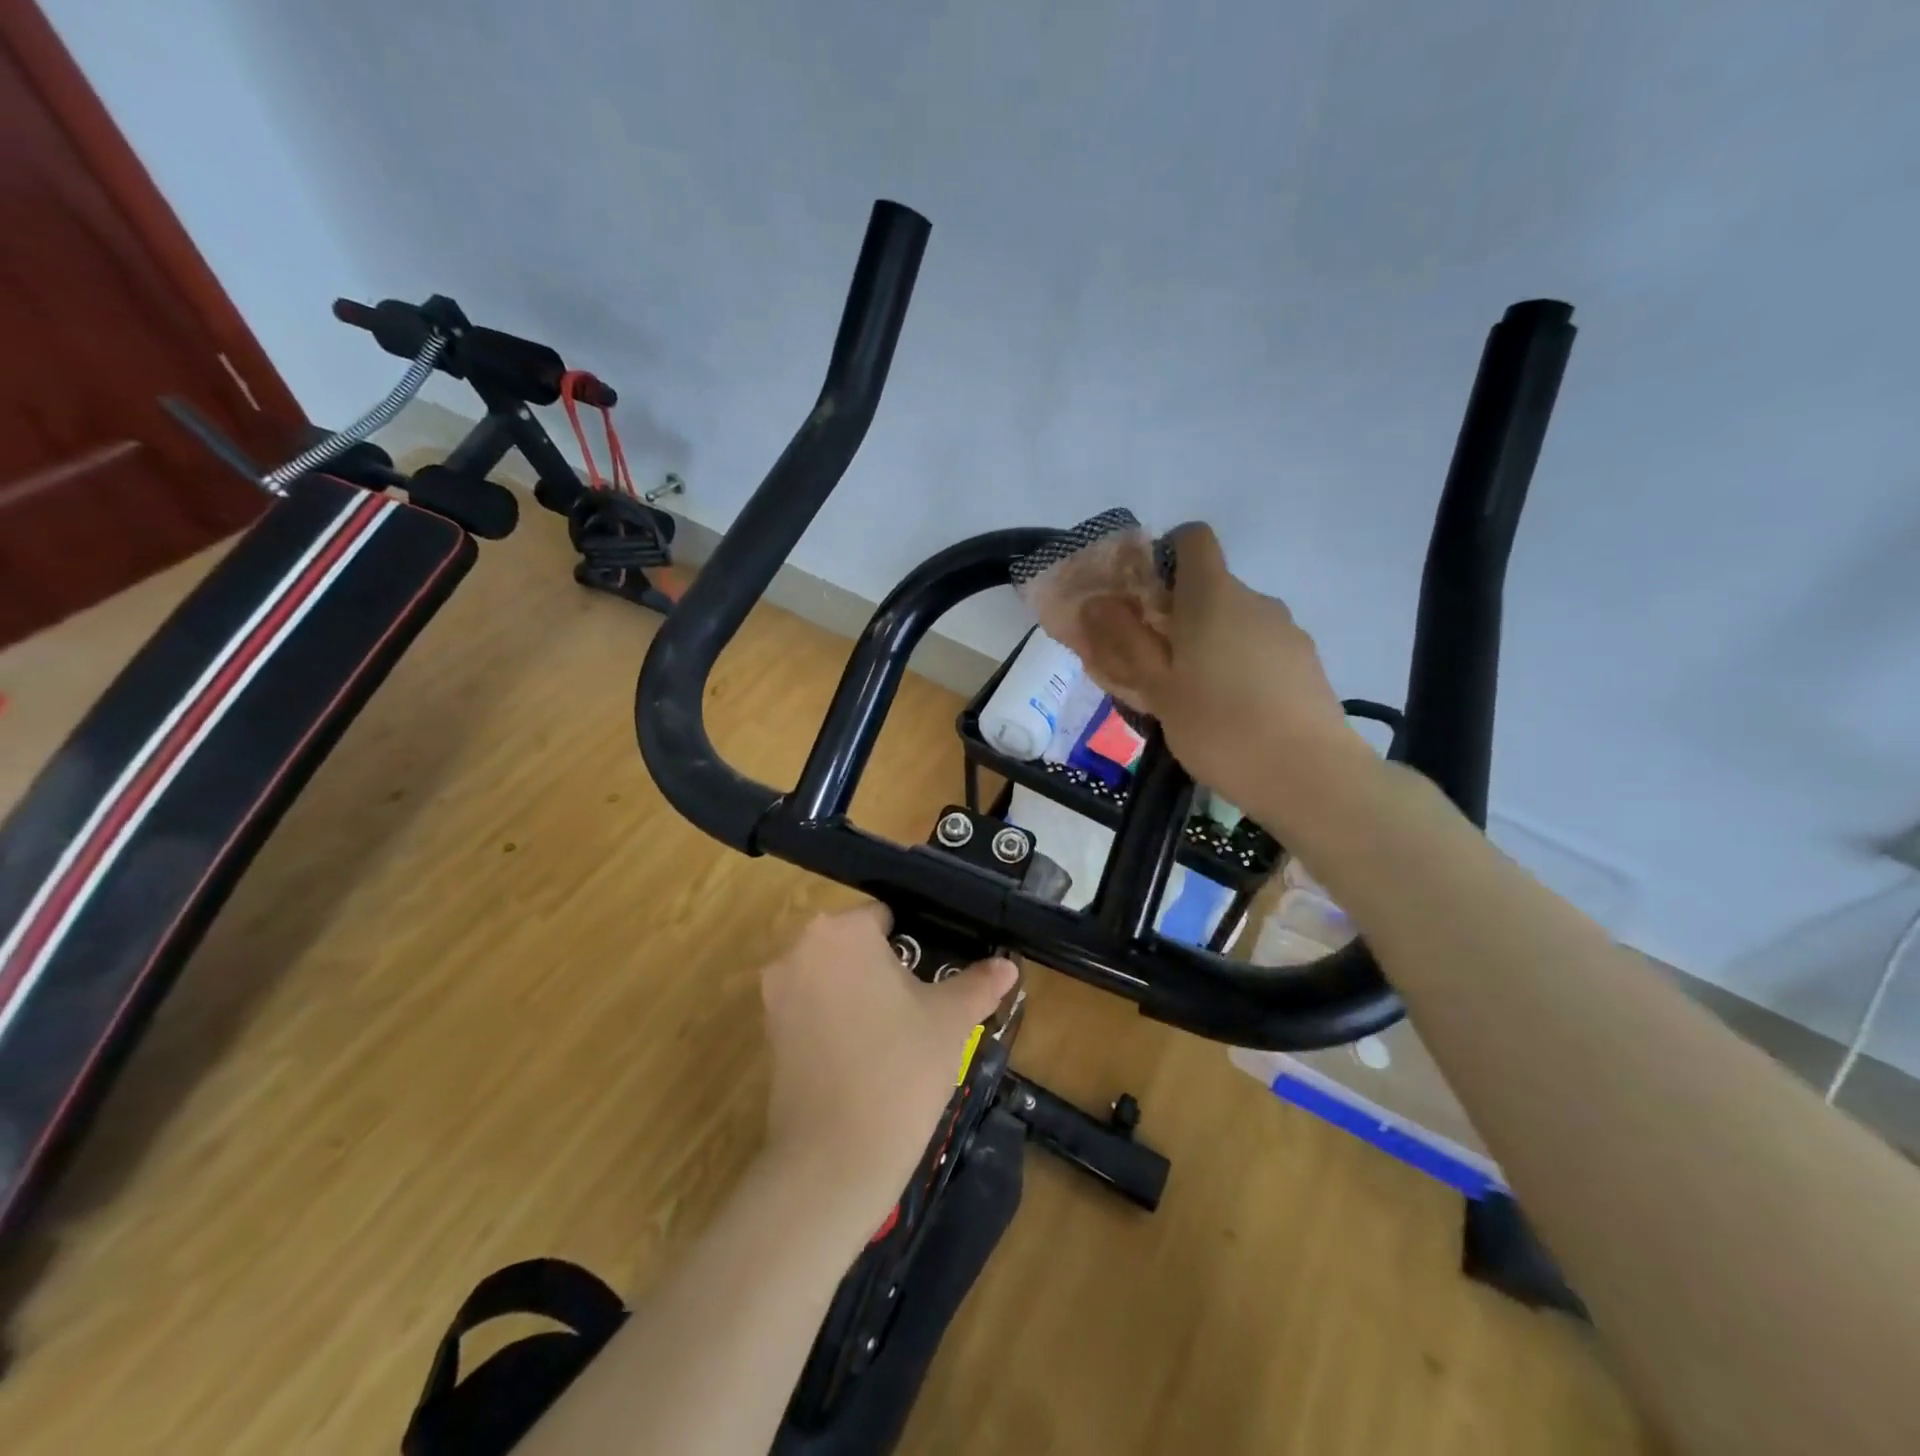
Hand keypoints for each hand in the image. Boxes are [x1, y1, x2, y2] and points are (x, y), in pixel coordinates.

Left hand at [760, 904, 1016, 1221]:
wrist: (834, 1159)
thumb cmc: (901, 1068)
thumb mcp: (951, 1020)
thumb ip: (979, 983)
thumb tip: (1007, 965)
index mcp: (841, 931)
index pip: (885, 917)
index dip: (916, 943)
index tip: (935, 975)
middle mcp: (799, 950)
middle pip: (854, 945)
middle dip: (886, 968)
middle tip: (920, 1007)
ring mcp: (777, 993)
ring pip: (832, 977)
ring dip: (860, 994)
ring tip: (897, 1035)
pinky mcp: (768, 1033)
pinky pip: (812, 1009)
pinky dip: (836, 1021)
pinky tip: (865, 1056)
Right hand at [1074, 523, 1363, 828]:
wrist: (1307, 774)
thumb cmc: (1217, 726)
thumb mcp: (1155, 688)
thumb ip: (1123, 642)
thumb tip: (1096, 604)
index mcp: (1212, 595)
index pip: (1193, 538)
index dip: (1166, 555)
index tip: (1147, 599)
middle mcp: (1255, 599)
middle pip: (1211, 588)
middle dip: (1180, 617)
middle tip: (1157, 668)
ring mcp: (1287, 630)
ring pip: (1236, 623)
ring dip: (1210, 646)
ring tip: (1196, 700)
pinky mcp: (1306, 662)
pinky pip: (1261, 649)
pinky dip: (1240, 667)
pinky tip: (1234, 714)